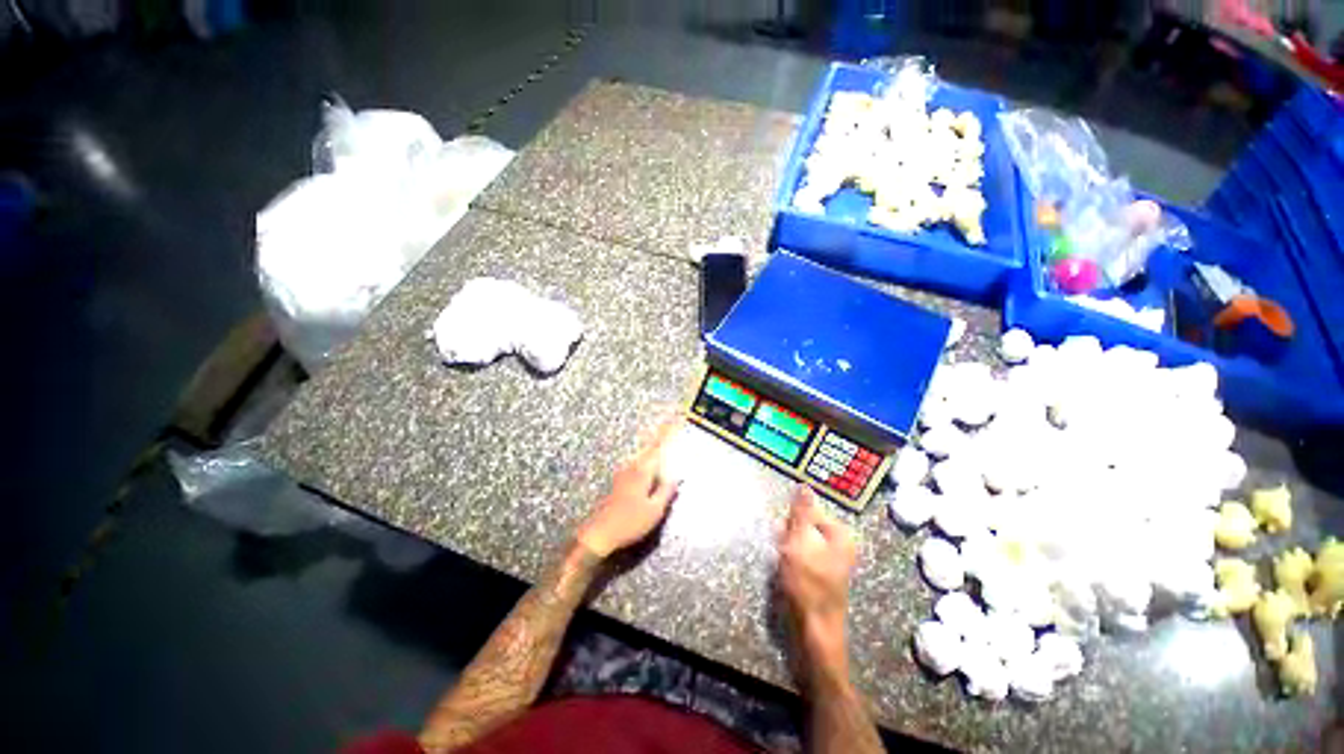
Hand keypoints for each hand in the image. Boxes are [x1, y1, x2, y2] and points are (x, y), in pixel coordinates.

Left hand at [576, 418, 681, 558]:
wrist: (599, 534)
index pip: (658, 446)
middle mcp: (632, 467)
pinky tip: (651, 465)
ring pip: (642, 455)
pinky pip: (638, 463)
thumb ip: (666, 491)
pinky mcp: (619, 482)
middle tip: (673, 423)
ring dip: (653, 446)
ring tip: (665, 439)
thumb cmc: (630, 523)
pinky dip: (647, 458)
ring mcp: (623, 473)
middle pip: (649, 447)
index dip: (668, 432)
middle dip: (661, 435)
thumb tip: (675, 476)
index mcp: (642, 471)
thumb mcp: (654, 510)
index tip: (677, 418)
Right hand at [777, 486, 856, 657]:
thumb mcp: (800, 541)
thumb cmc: (807, 583)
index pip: (811, 513)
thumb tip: (805, 485)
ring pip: (803, 543)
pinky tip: (786, 571)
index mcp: (841, 535)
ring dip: (789, 548)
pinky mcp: (823, 577)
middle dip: (790, 535)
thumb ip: (801, 512)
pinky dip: (793, 561)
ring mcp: (833, 563)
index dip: (793, 521)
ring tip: (783, 563)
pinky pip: (804, 558)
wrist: (815, 631)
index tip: (783, 534)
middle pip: (807, 527)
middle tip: (783, 550)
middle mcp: (841, 546)